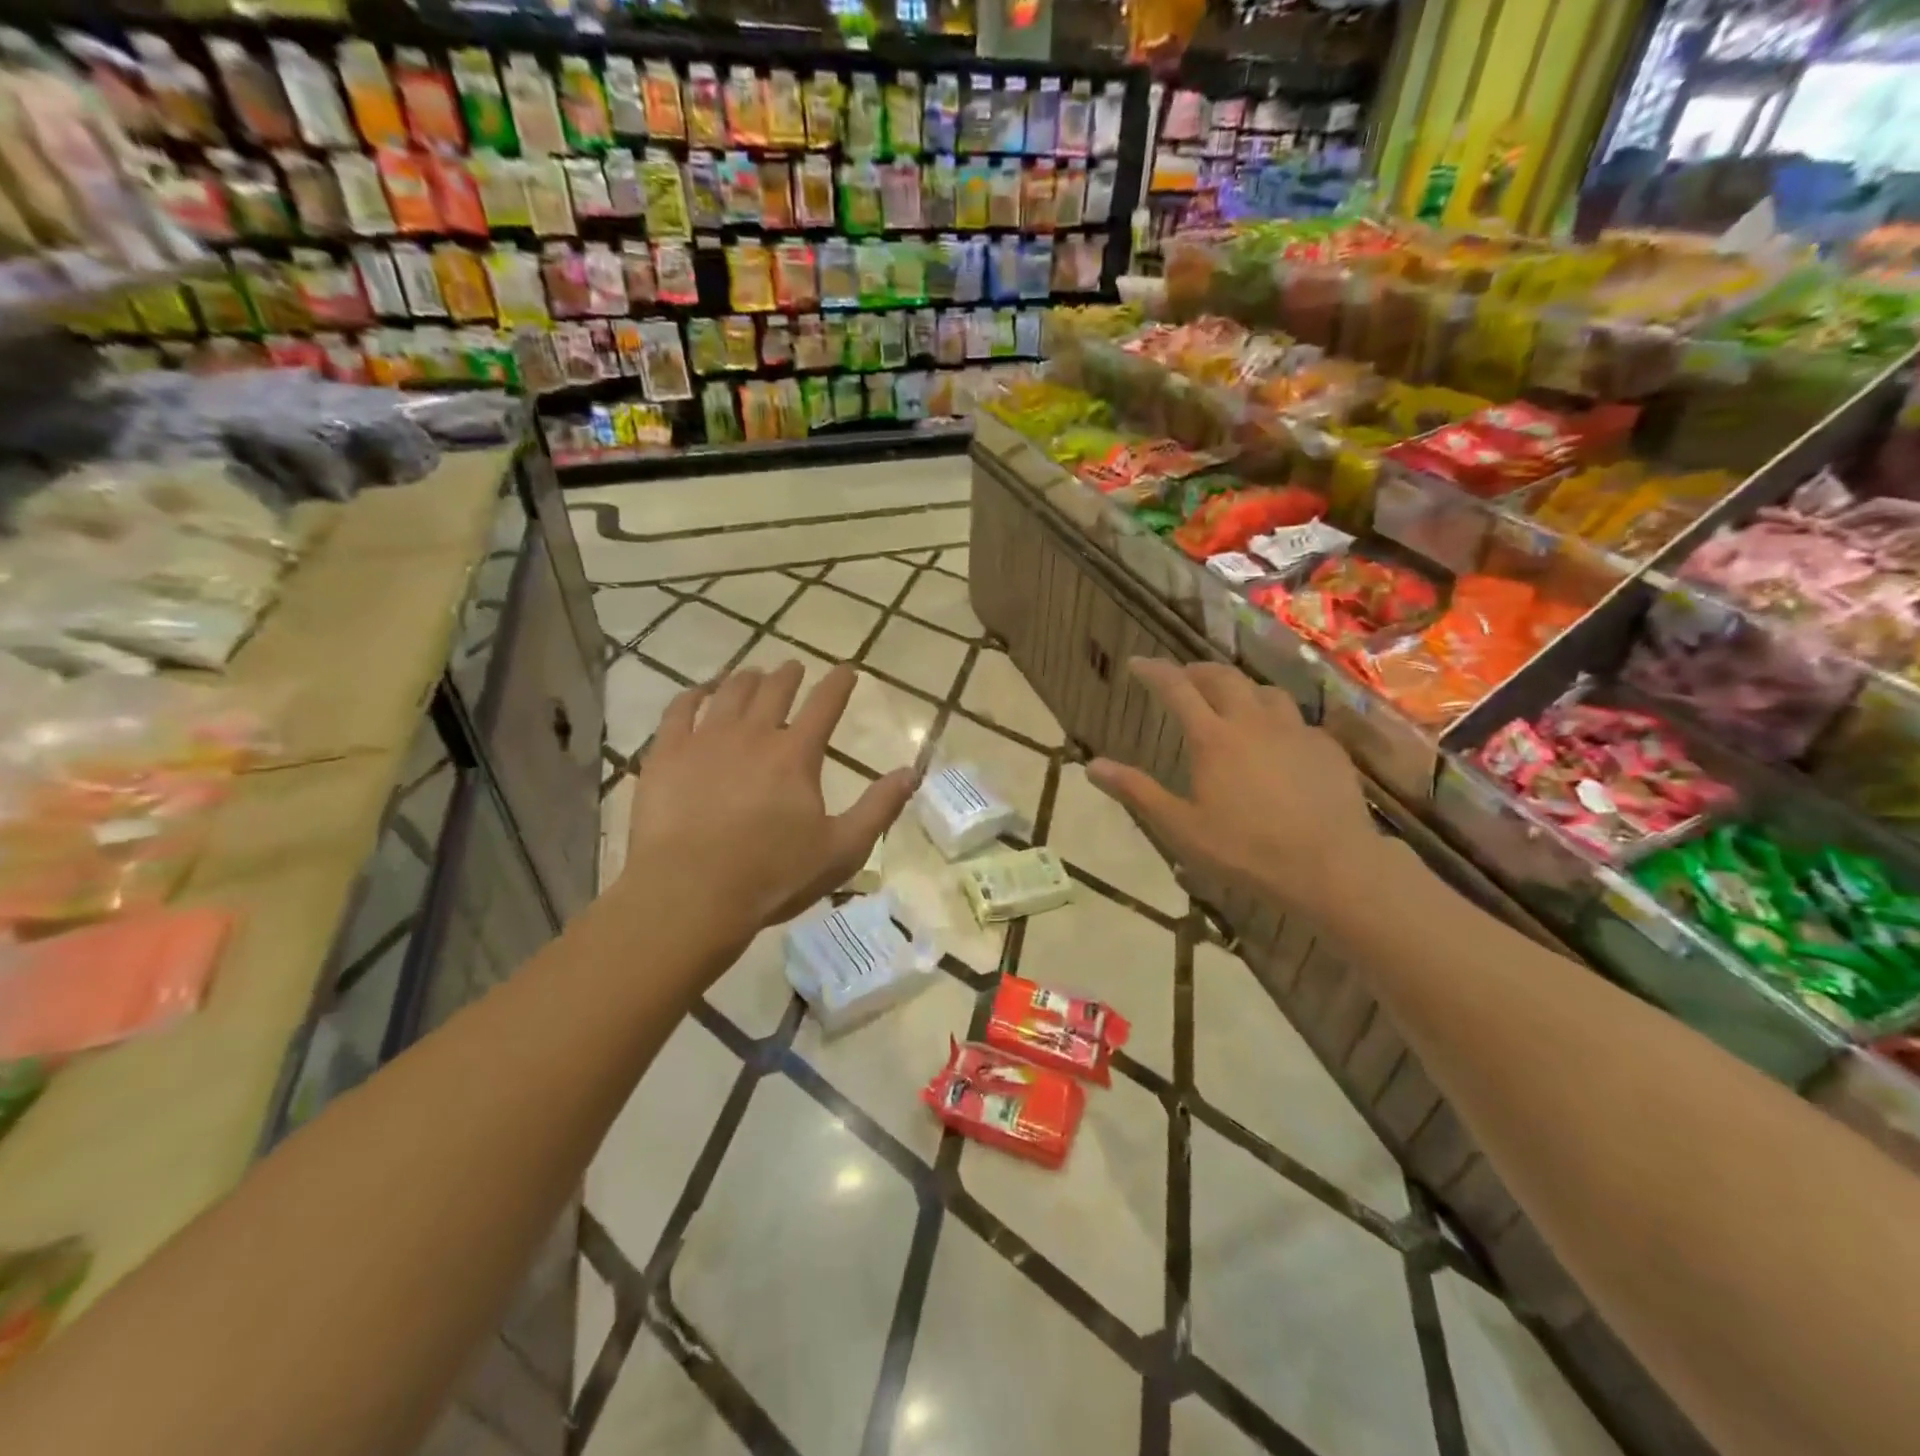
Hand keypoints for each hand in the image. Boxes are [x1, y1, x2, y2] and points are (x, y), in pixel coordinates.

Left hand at [620, 661, 915, 945]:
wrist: (690, 894)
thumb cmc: (773, 876)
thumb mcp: (842, 849)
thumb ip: (879, 807)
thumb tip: (911, 772)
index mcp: (796, 754)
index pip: (824, 704)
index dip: (838, 684)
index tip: (847, 671)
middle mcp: (753, 734)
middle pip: (774, 689)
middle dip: (789, 674)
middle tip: (794, 668)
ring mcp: (705, 740)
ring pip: (729, 692)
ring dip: (746, 678)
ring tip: (753, 674)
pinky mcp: (666, 754)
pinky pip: (680, 709)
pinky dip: (695, 694)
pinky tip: (701, 692)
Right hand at [1086, 659, 1378, 910]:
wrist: (1331, 867)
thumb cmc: (1246, 850)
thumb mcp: (1181, 828)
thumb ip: (1137, 792)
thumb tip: (1091, 766)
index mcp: (1213, 738)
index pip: (1177, 689)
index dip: (1154, 671)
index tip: (1138, 663)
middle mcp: (1253, 722)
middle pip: (1222, 678)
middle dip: (1197, 670)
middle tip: (1183, 676)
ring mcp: (1295, 731)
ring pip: (1264, 691)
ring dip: (1240, 688)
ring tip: (1230, 701)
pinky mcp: (1326, 747)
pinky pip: (1296, 719)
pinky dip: (1275, 718)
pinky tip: (1277, 740)